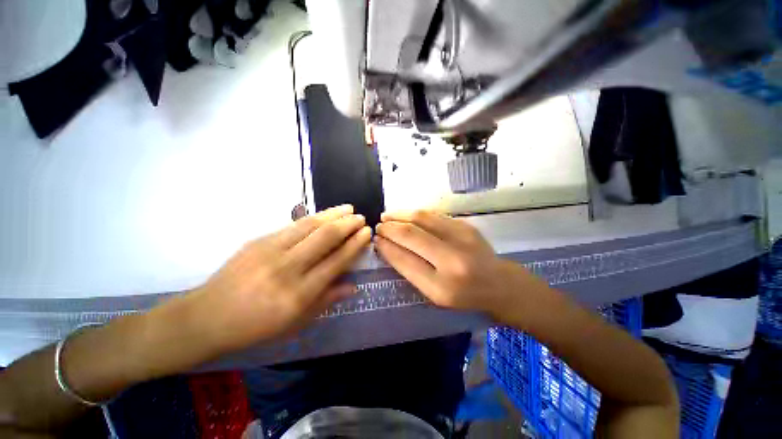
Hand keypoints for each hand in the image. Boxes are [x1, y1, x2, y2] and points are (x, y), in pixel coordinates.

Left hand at [188, 205, 371, 352]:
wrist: (206, 317)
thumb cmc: (255, 327)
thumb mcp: (296, 323)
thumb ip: (327, 300)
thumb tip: (353, 285)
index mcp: (300, 294)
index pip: (337, 261)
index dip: (355, 245)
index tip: (366, 233)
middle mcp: (288, 269)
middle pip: (326, 237)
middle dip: (348, 224)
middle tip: (361, 217)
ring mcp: (271, 251)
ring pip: (310, 225)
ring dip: (333, 214)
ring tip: (348, 207)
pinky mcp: (258, 240)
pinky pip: (293, 225)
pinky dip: (314, 217)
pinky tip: (324, 213)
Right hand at [375, 210, 548, 323]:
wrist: (499, 284)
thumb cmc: (464, 295)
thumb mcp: (434, 294)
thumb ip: (410, 269)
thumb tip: (388, 246)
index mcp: (441, 286)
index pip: (404, 259)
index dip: (387, 247)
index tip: (376, 240)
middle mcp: (452, 260)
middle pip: (411, 234)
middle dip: (390, 227)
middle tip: (378, 226)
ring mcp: (462, 238)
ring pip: (422, 218)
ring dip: (400, 214)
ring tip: (387, 216)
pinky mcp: (466, 225)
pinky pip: (433, 215)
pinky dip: (415, 213)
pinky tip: (406, 215)